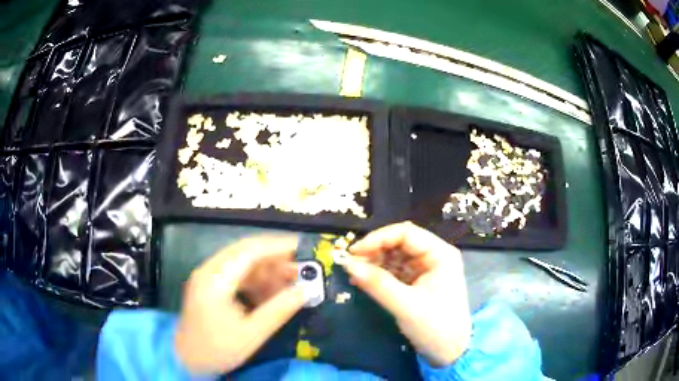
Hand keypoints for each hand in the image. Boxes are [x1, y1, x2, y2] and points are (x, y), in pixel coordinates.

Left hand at [174, 236, 305, 374]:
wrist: (187, 359)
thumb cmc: (218, 350)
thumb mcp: (252, 334)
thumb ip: (279, 310)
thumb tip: (306, 291)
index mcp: (215, 280)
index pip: (249, 251)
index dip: (277, 246)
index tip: (302, 248)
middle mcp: (208, 270)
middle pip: (245, 252)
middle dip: (275, 257)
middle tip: (300, 268)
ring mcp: (207, 276)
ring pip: (241, 261)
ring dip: (266, 269)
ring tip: (289, 282)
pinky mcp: (208, 284)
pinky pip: (235, 273)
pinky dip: (255, 279)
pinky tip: (269, 293)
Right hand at [342, 222, 471, 366]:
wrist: (450, 353)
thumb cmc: (435, 327)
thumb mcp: (405, 306)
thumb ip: (377, 283)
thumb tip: (347, 264)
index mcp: (440, 254)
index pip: (406, 233)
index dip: (378, 238)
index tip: (354, 252)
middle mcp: (435, 256)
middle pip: (400, 243)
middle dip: (374, 251)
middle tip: (351, 265)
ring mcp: (427, 269)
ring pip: (396, 256)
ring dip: (374, 263)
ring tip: (354, 274)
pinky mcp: (419, 282)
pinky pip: (396, 271)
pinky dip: (379, 275)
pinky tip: (363, 281)